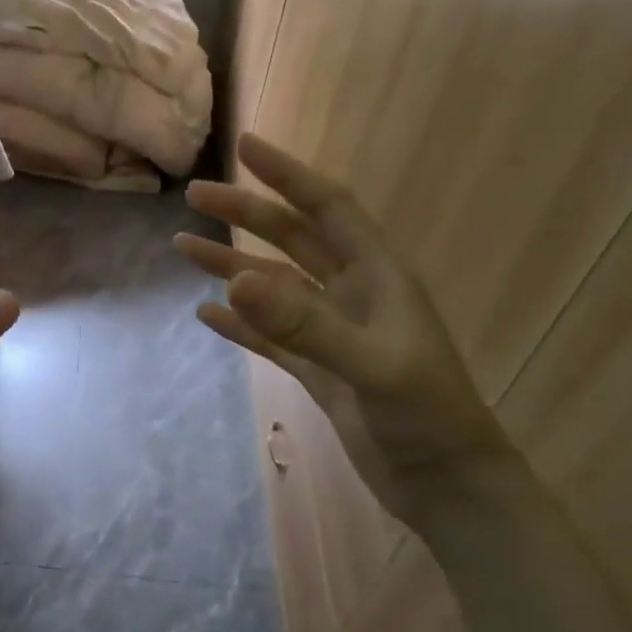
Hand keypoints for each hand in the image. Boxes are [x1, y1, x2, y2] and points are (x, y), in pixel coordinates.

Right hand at [177, 133, 512, 523]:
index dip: (288, 174)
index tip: (245, 145)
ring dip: (232, 266)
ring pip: (274, 287)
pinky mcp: (319, 370)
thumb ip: (303, 323)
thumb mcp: (369, 365)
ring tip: (184, 248)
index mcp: (378, 277)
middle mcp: (354, 294)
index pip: (328, 208)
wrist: (446, 486)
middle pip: (292, 240)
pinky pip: (269, 336)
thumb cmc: (426, 418)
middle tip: (195, 195)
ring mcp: (333, 333)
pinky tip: (206, 314)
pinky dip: (239, 324)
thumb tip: (234, 281)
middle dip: (246, 214)